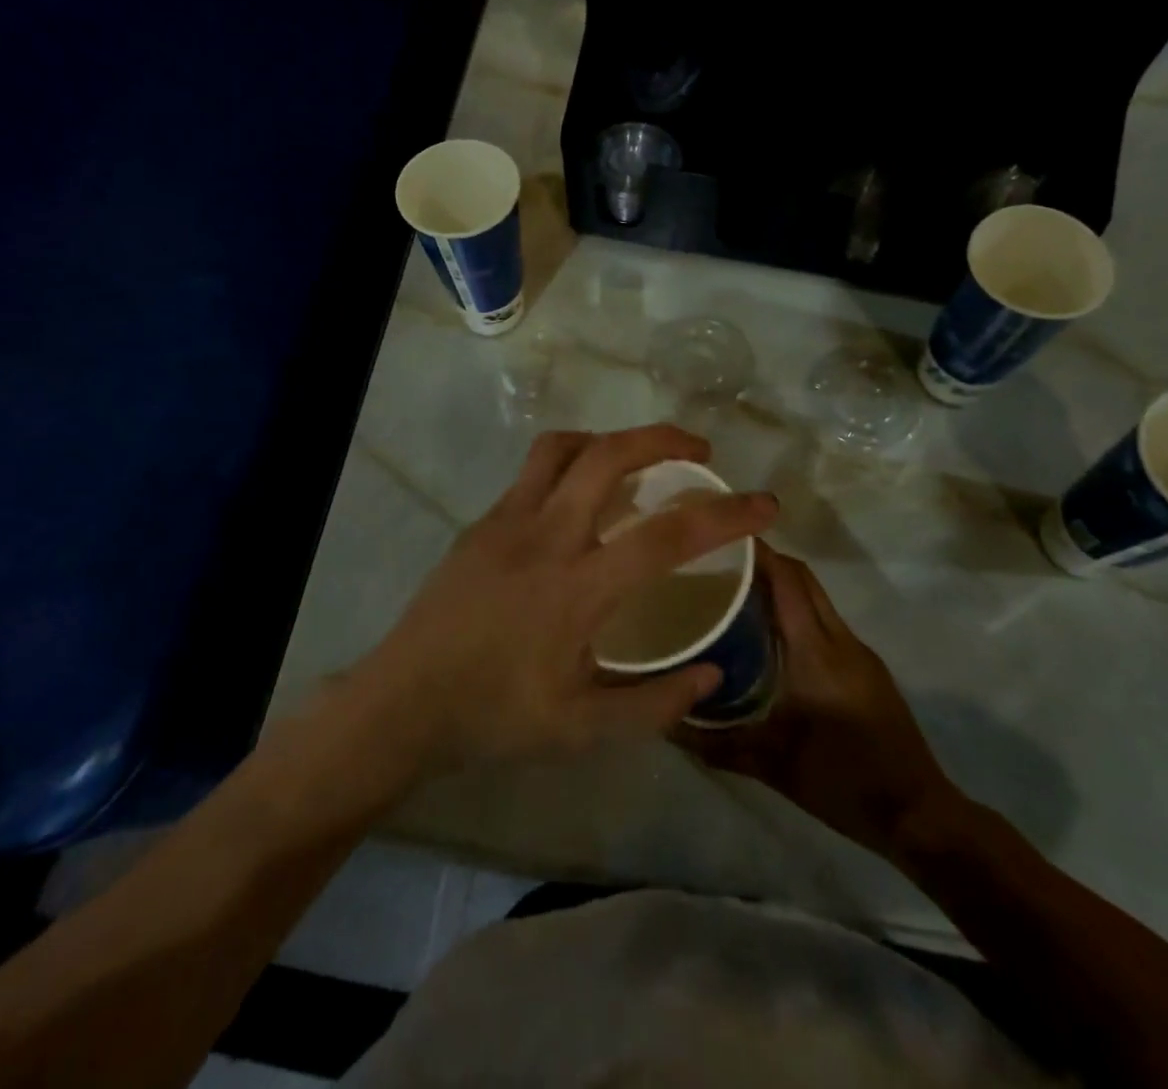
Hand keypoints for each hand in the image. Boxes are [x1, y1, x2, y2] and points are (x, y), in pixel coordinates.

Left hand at [353, 425, 777, 770]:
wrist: (402, 701)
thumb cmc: (493, 716)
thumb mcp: (582, 728)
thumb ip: (654, 704)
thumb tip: (710, 673)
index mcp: (578, 587)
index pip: (667, 535)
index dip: (725, 514)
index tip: (764, 504)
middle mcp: (546, 536)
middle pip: (610, 455)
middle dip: (664, 439)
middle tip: (699, 452)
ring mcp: (508, 520)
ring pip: (564, 446)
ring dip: (611, 440)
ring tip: (638, 459)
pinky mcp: (482, 521)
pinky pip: (534, 470)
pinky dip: (571, 462)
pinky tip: (579, 498)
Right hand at [677, 543, 965, 858]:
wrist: (918, 814)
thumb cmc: (842, 782)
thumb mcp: (770, 765)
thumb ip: (715, 743)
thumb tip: (666, 723)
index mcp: (816, 652)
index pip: (787, 580)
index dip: (758, 553)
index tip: (719, 540)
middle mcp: (840, 640)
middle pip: (804, 579)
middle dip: (767, 562)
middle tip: (721, 564)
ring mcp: (859, 652)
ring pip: (817, 598)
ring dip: (783, 586)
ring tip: (738, 594)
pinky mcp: (868, 667)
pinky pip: (827, 622)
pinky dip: (799, 612)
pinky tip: (772, 636)